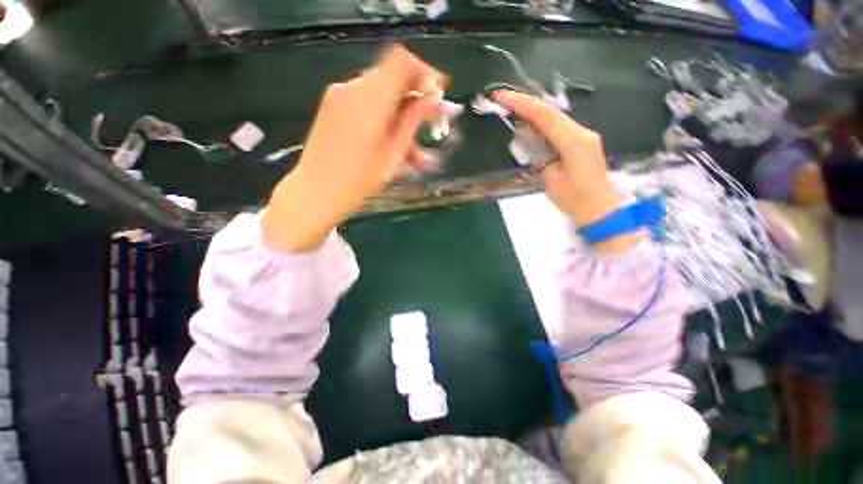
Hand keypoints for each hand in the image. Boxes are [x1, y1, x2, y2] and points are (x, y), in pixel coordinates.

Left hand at [263, 46, 445, 251]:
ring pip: (381, 93)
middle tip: (431, 124)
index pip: (402, 62)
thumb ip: (412, 123)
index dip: (425, 73)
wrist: (315, 193)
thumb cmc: (357, 182)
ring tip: (415, 152)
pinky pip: (366, 103)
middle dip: (416, 97)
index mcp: (369, 100)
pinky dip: (384, 118)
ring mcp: (339, 95)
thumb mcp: (393, 155)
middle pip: (392, 76)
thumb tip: (432, 101)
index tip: (438, 95)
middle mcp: (352, 88)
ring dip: (401, 115)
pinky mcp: (333, 106)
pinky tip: (393, 145)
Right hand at [493, 90, 640, 252]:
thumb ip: (538, 152)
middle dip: (525, 102)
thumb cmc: (573, 199)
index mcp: (573, 140)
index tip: (501, 97)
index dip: (521, 104)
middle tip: (503, 99)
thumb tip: (524, 132)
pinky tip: (530, 123)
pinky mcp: (582, 141)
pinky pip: (559, 125)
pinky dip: (542, 122)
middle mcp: (581, 131)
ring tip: (512, 108)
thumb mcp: (549, 178)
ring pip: (555, 116)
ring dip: (533, 111)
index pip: (544, 115)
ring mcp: (584, 134)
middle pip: (550, 110)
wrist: (600, 209)